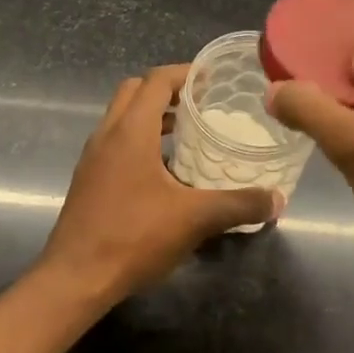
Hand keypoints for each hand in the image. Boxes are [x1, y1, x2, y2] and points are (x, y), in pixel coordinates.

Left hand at [41, 64, 277, 306]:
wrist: (75, 278)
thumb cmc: (133, 237)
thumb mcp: (195, 219)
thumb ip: (239, 205)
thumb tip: (277, 200)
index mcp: (130, 131)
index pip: (156, 81)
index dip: (185, 73)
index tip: (213, 79)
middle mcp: (107, 135)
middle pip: (134, 91)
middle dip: (167, 90)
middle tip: (201, 102)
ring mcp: (93, 158)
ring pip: (122, 118)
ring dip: (152, 116)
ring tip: (188, 132)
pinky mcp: (88, 180)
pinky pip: (116, 143)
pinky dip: (140, 141)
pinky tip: (166, 171)